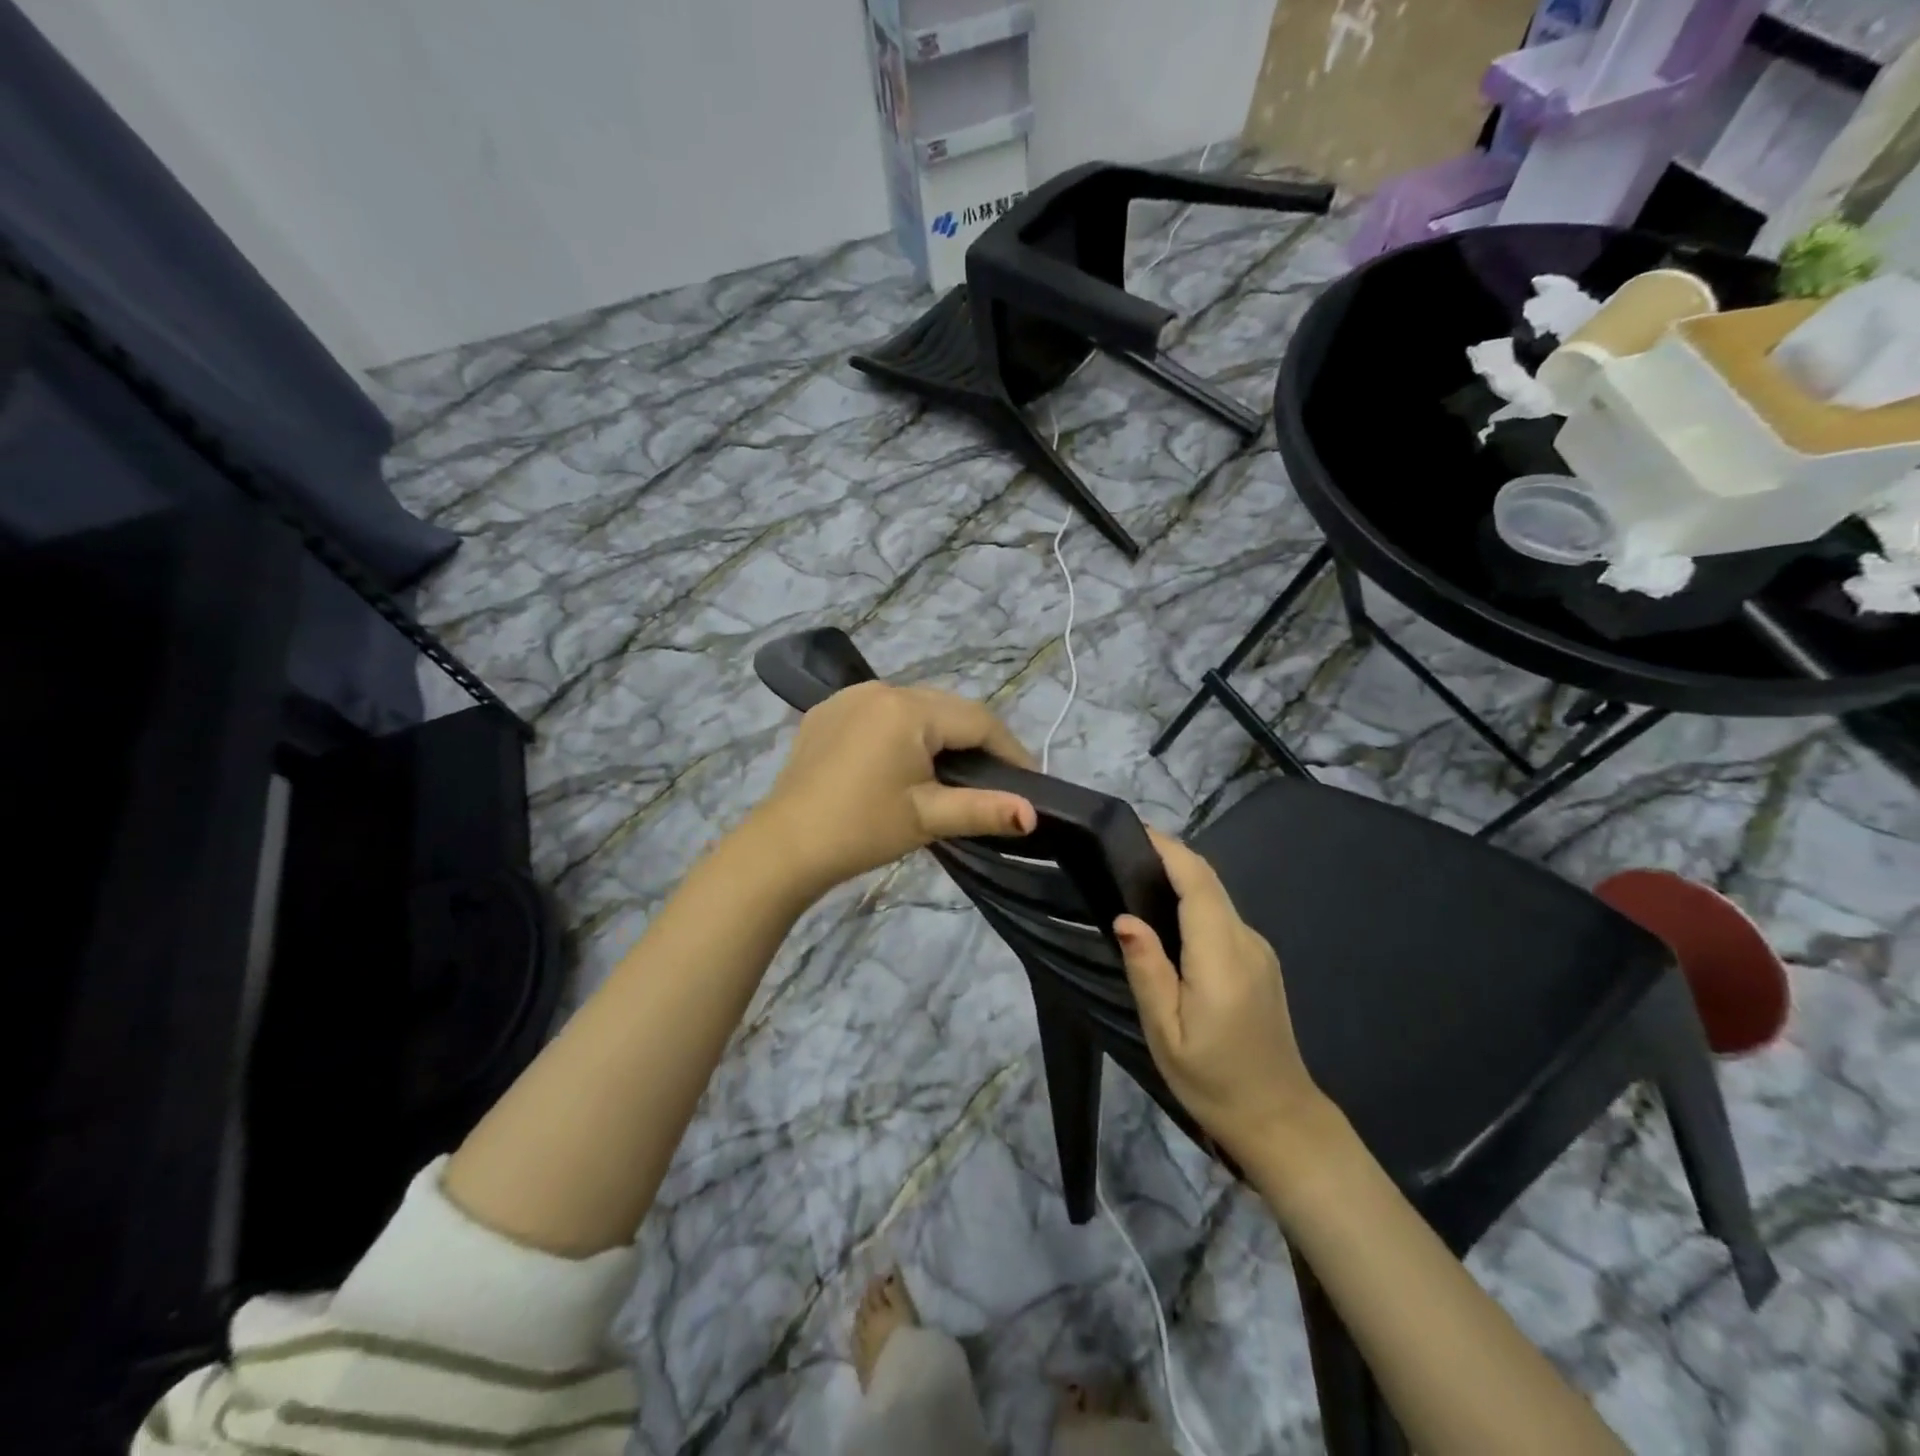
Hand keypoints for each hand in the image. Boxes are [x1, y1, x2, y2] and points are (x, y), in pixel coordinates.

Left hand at [756, 681, 1036, 893]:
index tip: (1029, 780)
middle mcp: (880, 689)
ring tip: (953, 771)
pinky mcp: (827, 712)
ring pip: (914, 707)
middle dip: (976, 740)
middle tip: (995, 778)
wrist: (785, 846)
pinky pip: (880, 712)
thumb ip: (984, 809)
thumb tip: (1033, 814)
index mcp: (908, 709)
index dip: (1009, 749)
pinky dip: (902, 731)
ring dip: (939, 733)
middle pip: (946, 708)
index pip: (977, 720)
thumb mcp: (928, 818)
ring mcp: (849, 697)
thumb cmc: (862, 830)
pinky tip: (902, 761)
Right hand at [1114, 830, 1326, 1161]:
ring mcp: (1259, 950)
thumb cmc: (1213, 1081)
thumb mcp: (1165, 1033)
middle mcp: (1247, 941)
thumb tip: (1126, 918)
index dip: (1168, 849)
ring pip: (1217, 896)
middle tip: (1123, 849)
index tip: (1133, 830)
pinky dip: (1195, 901)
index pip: (1198, 883)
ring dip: (1182, 877)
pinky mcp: (1260, 961)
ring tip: (1136, 876)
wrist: (1279, 1120)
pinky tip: (1167, 916)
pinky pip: (1223, 916)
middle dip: (1171, 855)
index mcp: (1222, 957)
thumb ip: (1147, 970)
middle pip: (1209, 881)